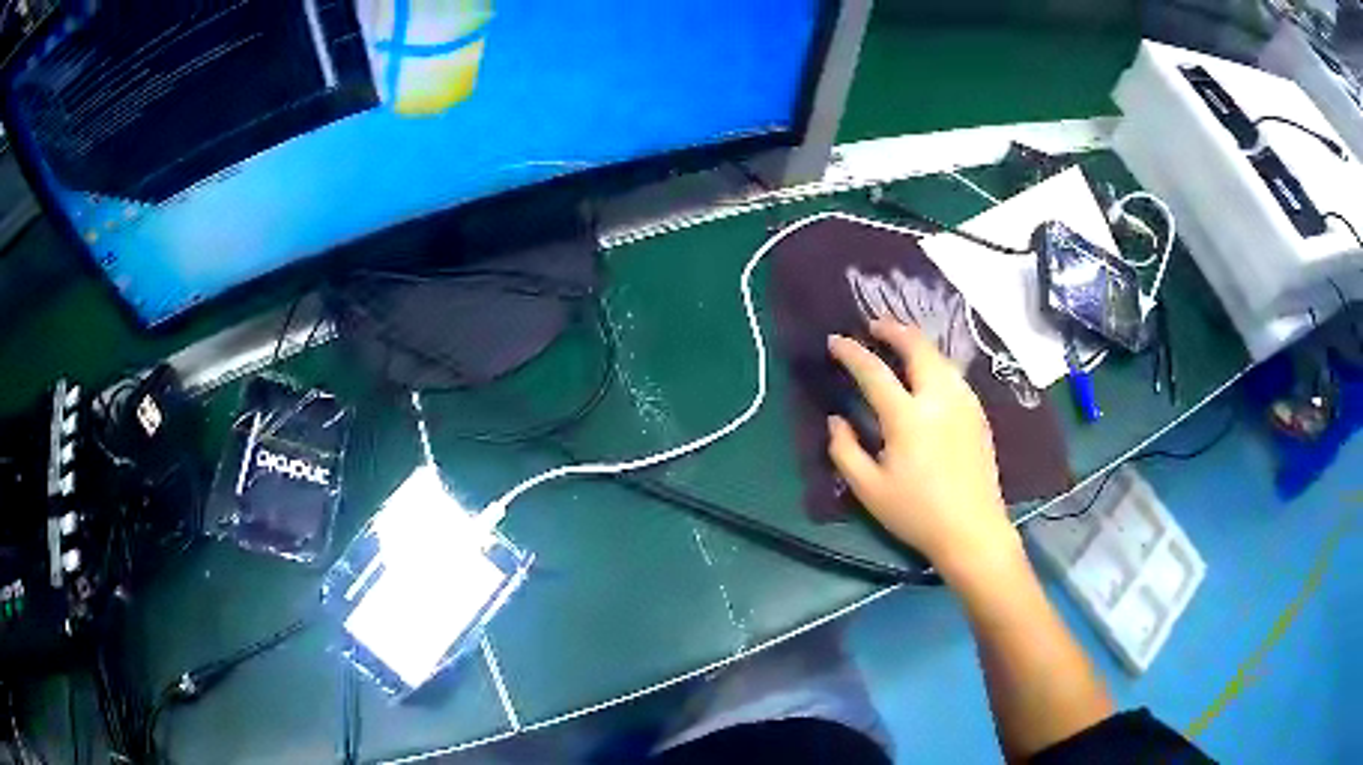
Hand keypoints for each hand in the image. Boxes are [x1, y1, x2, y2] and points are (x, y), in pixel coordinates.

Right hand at [826, 319, 1020, 579]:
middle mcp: (939, 399)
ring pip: (940, 357)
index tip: (835, 341)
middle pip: (917, 347)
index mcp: (907, 418)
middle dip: (893, 329)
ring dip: (917, 343)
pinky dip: (935, 362)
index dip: (851, 352)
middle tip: (873, 326)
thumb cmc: (916, 513)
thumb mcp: (868, 490)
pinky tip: (928, 374)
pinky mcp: (978, 413)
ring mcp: (964, 403)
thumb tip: (836, 419)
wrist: (972, 530)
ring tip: (899, 342)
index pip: (874, 371)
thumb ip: (844, 450)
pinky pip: (953, 375)